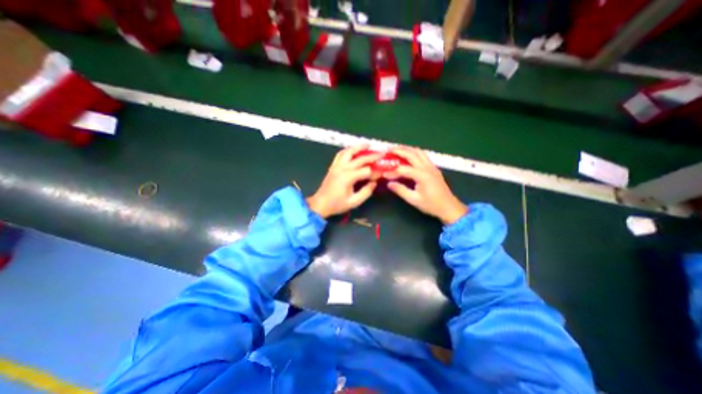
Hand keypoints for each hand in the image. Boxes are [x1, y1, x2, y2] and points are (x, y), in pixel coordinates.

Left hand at [308, 145, 382, 217]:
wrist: (320, 204)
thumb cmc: (337, 204)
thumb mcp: (354, 202)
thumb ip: (366, 192)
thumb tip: (374, 183)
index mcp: (348, 177)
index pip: (366, 171)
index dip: (376, 172)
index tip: (383, 173)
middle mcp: (342, 168)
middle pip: (360, 159)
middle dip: (372, 156)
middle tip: (382, 154)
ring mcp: (336, 166)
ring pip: (348, 152)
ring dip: (358, 147)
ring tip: (368, 145)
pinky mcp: (333, 166)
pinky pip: (340, 154)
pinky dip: (348, 150)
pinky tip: (353, 150)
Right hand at [381, 146, 467, 224]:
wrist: (449, 207)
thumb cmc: (431, 205)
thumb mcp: (414, 200)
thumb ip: (400, 190)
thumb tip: (389, 183)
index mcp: (422, 175)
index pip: (403, 169)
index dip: (392, 171)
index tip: (383, 174)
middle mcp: (427, 168)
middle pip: (412, 154)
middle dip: (399, 151)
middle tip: (388, 150)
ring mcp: (432, 167)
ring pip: (419, 152)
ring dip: (407, 149)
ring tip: (397, 149)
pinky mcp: (434, 168)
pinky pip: (423, 156)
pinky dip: (414, 152)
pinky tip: (409, 155)